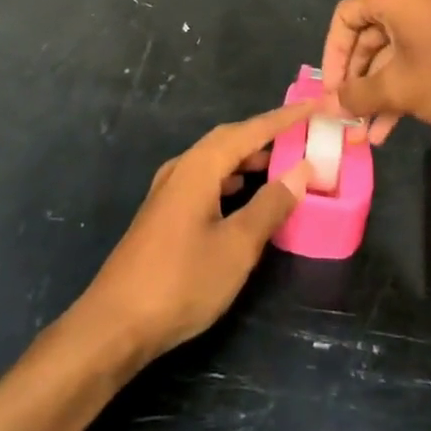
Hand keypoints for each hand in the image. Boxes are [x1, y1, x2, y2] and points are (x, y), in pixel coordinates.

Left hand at [78, 104, 313, 367]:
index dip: (285, 118)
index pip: (250, 130)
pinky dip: (231, 179)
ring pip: (216, 160)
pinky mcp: (164, 213)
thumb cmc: (181, 281)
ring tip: (280, 163)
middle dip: (266, 134)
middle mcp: (182, 168)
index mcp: (199, 166)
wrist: (115, 325)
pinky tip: (243, 195)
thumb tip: (302, 169)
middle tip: (301, 135)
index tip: (315, 106)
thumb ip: (271, 205)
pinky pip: (205, 179)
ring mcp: (168, 191)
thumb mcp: (237, 246)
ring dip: (248, 158)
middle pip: (230, 139)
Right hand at [321, 0, 430, 143]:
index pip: (344, 18)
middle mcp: (409, 1)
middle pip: (366, 39)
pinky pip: (411, 61)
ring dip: (375, 94)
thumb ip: (357, 95)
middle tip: (346, 117)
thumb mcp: (397, 88)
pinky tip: (389, 128)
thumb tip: (329, 106)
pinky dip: (398, 90)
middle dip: (355, 82)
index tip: (331, 92)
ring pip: (389, 56)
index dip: (332, 57)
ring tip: (365, 134)